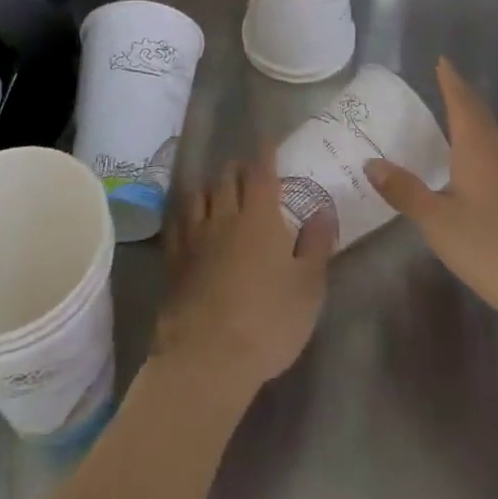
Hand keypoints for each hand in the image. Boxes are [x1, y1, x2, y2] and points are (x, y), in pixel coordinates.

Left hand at [154, 154, 337, 397]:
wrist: (207, 357)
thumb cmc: (268, 321)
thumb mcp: (308, 287)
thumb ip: (316, 244)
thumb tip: (323, 209)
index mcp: (260, 216)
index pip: (262, 171)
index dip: (266, 152)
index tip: (269, 141)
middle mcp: (225, 215)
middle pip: (227, 176)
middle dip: (239, 167)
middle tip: (249, 171)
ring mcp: (195, 236)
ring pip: (199, 193)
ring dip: (211, 186)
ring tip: (219, 191)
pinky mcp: (173, 259)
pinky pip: (177, 222)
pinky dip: (186, 212)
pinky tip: (189, 217)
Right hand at [367, 57, 497, 337]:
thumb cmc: (491, 247)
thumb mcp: (437, 221)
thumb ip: (404, 191)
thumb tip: (371, 161)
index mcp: (477, 150)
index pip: (462, 104)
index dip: (451, 82)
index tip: (443, 61)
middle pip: (483, 118)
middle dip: (465, 100)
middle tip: (449, 86)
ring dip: (484, 128)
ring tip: (471, 125)